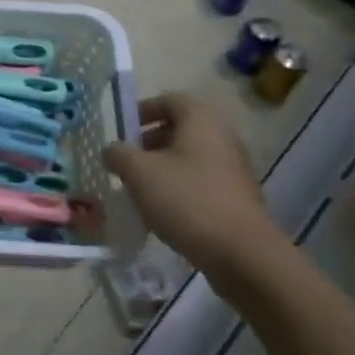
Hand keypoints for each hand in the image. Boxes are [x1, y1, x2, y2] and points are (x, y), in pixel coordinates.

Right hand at [102, 94, 281, 294]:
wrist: (243, 255)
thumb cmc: (187, 200)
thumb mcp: (138, 173)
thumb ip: (118, 154)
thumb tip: (112, 150)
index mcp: (201, 120)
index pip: (168, 99)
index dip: (142, 111)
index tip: (123, 132)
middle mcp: (223, 136)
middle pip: (180, 129)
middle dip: (150, 142)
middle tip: (129, 163)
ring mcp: (235, 168)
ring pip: (191, 157)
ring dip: (165, 168)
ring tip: (143, 191)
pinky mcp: (240, 198)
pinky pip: (204, 181)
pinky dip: (182, 188)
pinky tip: (166, 213)